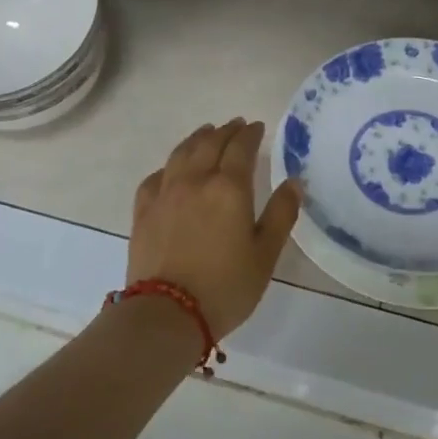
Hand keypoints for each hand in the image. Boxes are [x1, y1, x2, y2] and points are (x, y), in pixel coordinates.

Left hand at [129, 119, 301, 337]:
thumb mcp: (265, 254)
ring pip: (181, 153)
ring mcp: (165, 194)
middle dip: (225, 131)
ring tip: (206, 133)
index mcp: (229, 188)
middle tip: (236, 125)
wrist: (167, 313)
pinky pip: (156, 177)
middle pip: (209, 144)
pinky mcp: (144, 211)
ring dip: (196, 139)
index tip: (258, 126)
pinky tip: (172, 170)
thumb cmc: (226, 286)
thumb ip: (281, 214)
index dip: (250, 134)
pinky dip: (169, 166)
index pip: (240, 148)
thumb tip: (294, 182)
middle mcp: (195, 181)